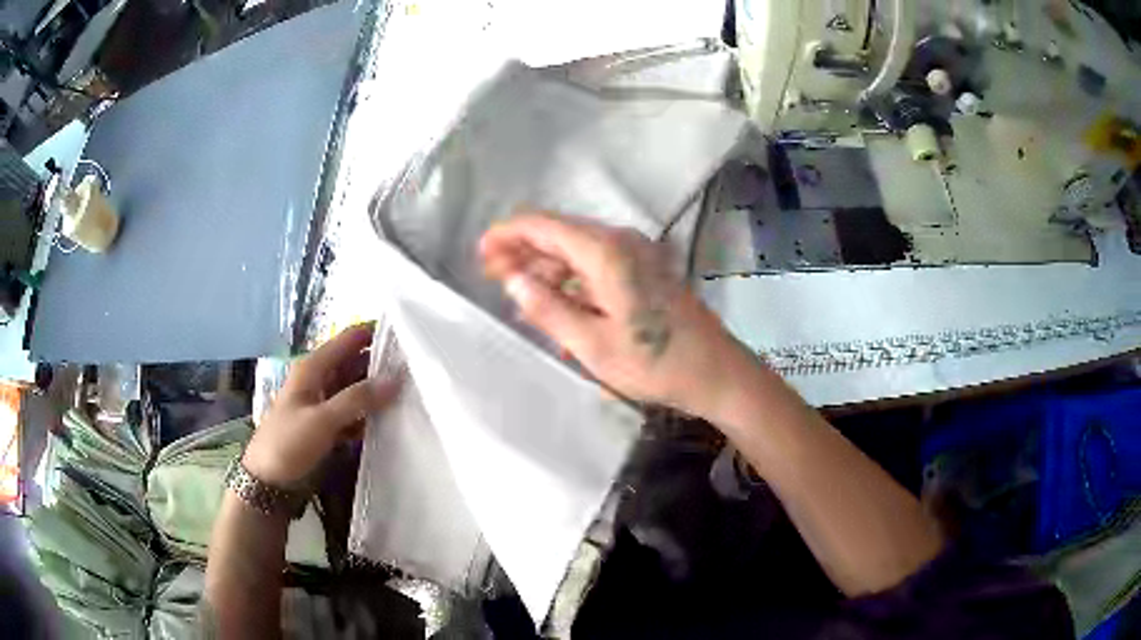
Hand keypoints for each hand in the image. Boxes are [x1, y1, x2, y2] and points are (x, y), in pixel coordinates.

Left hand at [243, 324, 401, 487]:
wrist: (268, 481)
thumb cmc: (288, 443)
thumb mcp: (322, 420)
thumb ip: (358, 399)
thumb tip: (396, 378)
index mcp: (313, 367)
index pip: (350, 338)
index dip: (376, 333)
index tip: (410, 337)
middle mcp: (320, 378)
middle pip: (357, 362)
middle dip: (383, 364)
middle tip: (419, 369)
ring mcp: (325, 402)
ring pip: (358, 388)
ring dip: (379, 391)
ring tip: (414, 392)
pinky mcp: (329, 425)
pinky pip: (356, 412)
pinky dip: (371, 414)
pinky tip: (393, 419)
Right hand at [480, 209, 750, 415]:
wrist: (715, 372)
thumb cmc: (654, 362)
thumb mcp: (591, 343)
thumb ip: (546, 307)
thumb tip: (511, 279)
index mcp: (605, 251)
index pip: (542, 226)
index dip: (507, 235)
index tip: (480, 253)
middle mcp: (620, 241)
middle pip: (558, 234)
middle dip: (522, 251)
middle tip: (493, 277)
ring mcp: (635, 254)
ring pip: (576, 250)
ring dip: (546, 267)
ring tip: (519, 296)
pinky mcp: (643, 270)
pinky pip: (596, 265)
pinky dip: (571, 279)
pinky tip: (557, 305)